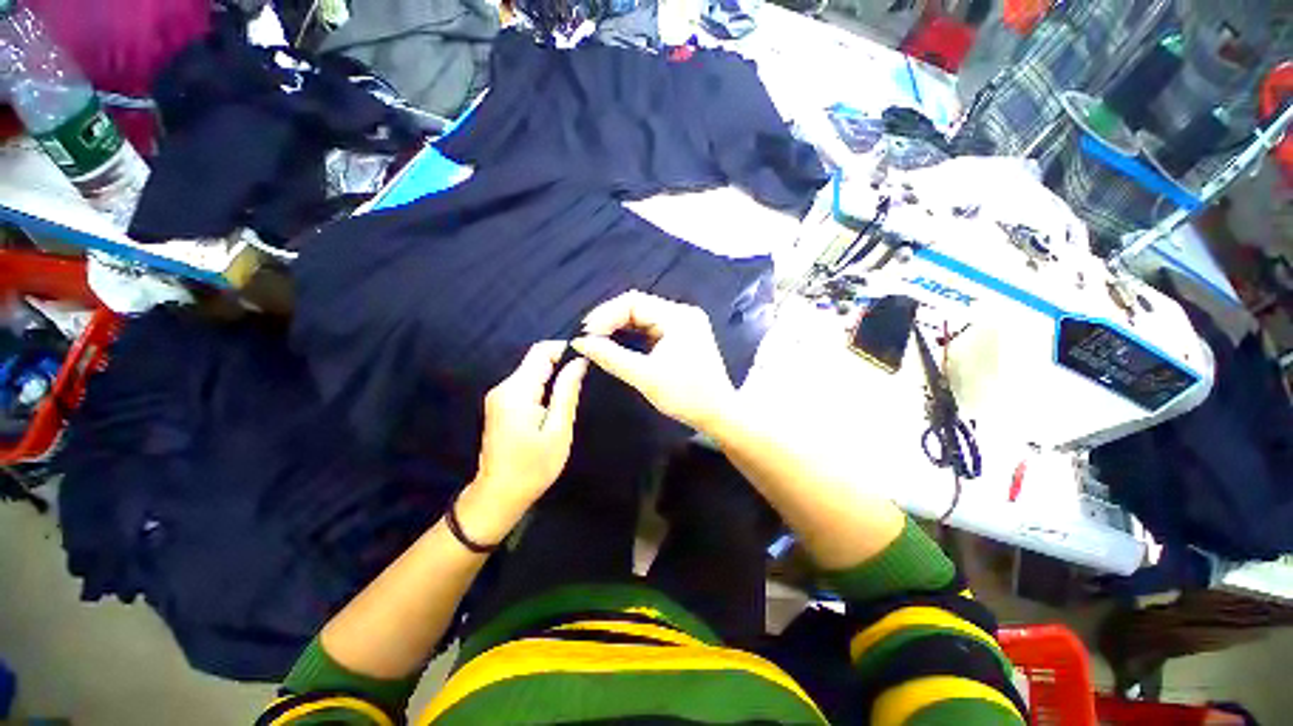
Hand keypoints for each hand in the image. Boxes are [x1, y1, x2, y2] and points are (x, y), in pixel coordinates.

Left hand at [460, 341, 587, 543]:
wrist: (498, 495)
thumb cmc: (532, 467)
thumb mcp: (558, 430)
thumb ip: (567, 392)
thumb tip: (579, 362)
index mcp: (517, 391)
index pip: (541, 352)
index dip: (565, 349)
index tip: (588, 359)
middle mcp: (504, 387)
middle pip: (535, 360)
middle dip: (562, 362)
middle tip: (587, 377)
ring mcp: (499, 396)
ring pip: (532, 372)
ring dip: (555, 375)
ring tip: (577, 388)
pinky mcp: (501, 405)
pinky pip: (527, 385)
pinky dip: (545, 386)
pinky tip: (559, 400)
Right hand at [572, 291, 735, 433]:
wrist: (718, 415)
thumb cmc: (686, 396)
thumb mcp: (645, 376)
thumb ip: (611, 357)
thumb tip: (580, 342)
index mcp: (678, 317)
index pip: (633, 302)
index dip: (605, 315)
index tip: (586, 334)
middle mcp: (682, 314)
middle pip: (638, 306)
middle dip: (610, 320)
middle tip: (589, 338)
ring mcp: (684, 324)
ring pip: (643, 317)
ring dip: (620, 327)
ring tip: (598, 341)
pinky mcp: (682, 336)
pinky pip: (651, 328)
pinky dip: (632, 335)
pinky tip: (617, 344)